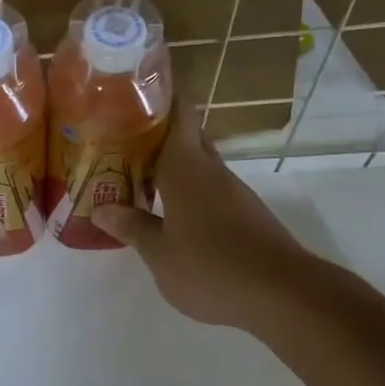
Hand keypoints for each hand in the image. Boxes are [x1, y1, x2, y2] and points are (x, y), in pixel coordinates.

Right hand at [93, 101, 314, 333]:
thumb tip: (101, 208)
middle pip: (187, 136)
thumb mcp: (159, 253)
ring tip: (136, 173)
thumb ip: (131, 227)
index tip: (135, 91)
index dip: (160, 97)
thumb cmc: (210, 266)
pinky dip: (187, 190)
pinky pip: (209, 189)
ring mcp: (233, 192)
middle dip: (158, 132)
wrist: (283, 294)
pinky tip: (169, 210)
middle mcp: (211, 171)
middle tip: (122, 136)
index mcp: (185, 167)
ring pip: (198, 165)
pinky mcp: (246, 215)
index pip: (178, 114)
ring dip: (171, 165)